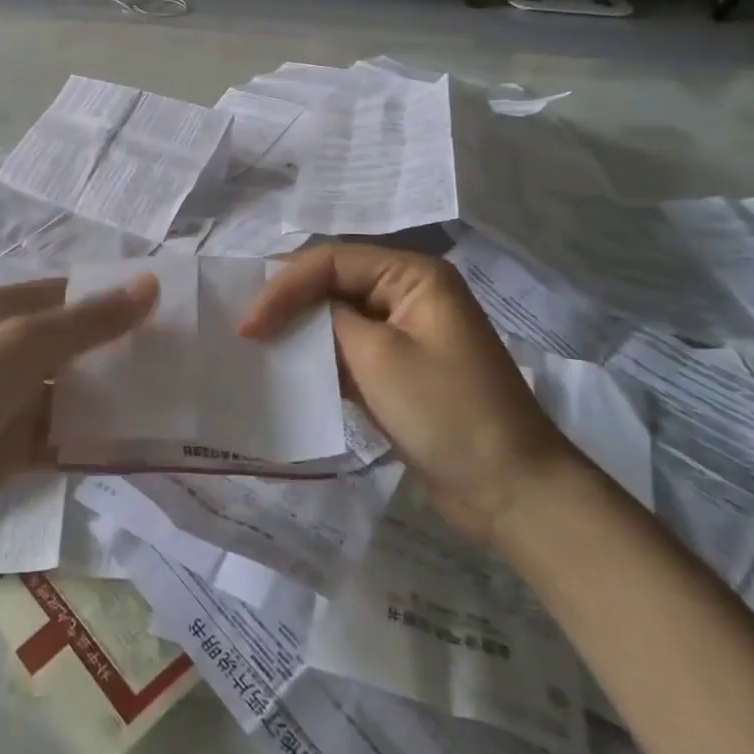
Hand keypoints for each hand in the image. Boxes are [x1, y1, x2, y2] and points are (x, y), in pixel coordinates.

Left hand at [0, 274, 158, 568]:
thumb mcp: (21, 346)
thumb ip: (88, 321)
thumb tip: (150, 284)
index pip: (65, 293)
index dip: (111, 298)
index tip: (166, 310)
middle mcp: (1, 350)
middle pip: (70, 343)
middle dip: (117, 350)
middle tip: (179, 359)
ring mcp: (3, 402)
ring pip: (68, 392)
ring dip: (109, 398)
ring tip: (168, 403)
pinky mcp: (7, 449)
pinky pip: (59, 437)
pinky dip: (90, 440)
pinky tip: (134, 448)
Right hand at [240, 243, 577, 543]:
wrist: (510, 493)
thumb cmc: (446, 413)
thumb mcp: (378, 358)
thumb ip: (328, 321)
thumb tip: (289, 311)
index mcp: (412, 275)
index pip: (331, 261)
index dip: (284, 285)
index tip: (248, 323)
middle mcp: (407, 292)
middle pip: (332, 281)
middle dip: (287, 300)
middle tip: (243, 325)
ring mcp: (403, 331)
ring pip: (335, 314)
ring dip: (298, 327)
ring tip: (254, 343)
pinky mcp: (397, 367)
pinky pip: (347, 347)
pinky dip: (317, 354)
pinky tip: (286, 366)